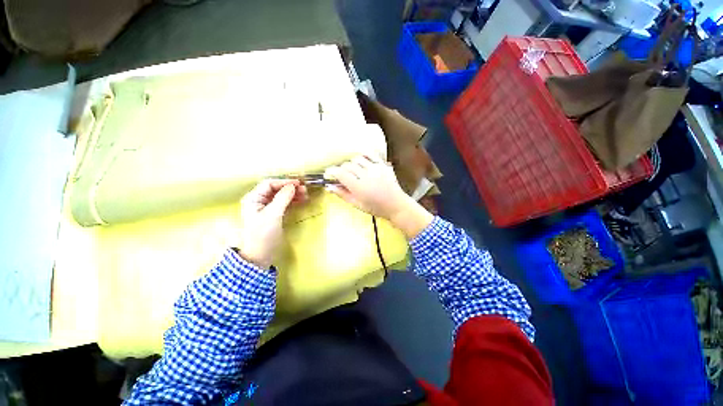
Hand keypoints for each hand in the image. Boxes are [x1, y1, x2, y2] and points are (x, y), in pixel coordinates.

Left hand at [236, 179, 306, 268]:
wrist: (260, 256)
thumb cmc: (263, 234)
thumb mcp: (273, 215)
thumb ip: (283, 198)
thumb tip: (293, 186)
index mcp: (253, 199)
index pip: (269, 184)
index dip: (284, 182)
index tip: (298, 183)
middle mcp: (259, 201)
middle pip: (276, 189)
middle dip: (290, 188)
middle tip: (304, 190)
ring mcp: (266, 209)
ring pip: (281, 197)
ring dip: (293, 194)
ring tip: (305, 195)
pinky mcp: (274, 216)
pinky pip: (284, 204)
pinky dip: (292, 202)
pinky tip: (301, 201)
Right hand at [324, 155, 407, 219]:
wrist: (396, 205)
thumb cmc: (375, 208)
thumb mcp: (357, 204)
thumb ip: (342, 194)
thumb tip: (329, 186)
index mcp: (358, 187)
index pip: (340, 173)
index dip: (331, 171)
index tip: (329, 174)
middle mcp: (366, 175)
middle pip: (347, 165)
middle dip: (341, 169)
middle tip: (342, 177)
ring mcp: (375, 168)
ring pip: (357, 159)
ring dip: (351, 164)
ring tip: (353, 171)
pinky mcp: (382, 165)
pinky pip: (370, 155)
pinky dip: (363, 156)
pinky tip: (361, 163)